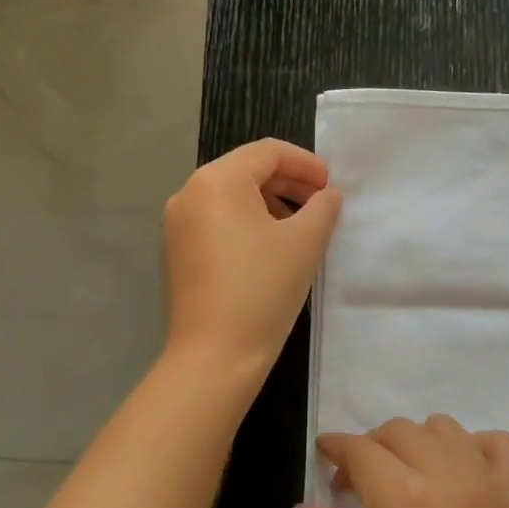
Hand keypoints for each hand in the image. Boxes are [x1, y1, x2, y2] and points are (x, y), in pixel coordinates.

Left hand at [163, 139, 341, 372]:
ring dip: (269, 203)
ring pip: (231, 197)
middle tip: (321, 204)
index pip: (268, 152)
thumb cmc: (263, 289)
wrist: (215, 355)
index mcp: (217, 180)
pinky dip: (247, 223)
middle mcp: (189, 193)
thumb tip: (327, 195)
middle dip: (288, 182)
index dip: (306, 164)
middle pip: (246, 170)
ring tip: (300, 227)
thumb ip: (323, 207)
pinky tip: (271, 248)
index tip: (332, 186)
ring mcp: (178, 224)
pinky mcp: (177, 251)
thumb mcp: (305, 242)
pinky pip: (217, 221)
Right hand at [296, 417, 508, 507]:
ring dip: (417, 442)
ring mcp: (487, 480)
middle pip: (398, 431)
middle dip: (371, 447)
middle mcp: (446, 476)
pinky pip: (497, 442)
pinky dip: (473, 446)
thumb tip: (303, 507)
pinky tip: (460, 472)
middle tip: (361, 482)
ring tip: (409, 475)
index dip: (336, 447)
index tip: (326, 456)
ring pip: (443, 427)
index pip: (360, 450)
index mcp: (402, 500)